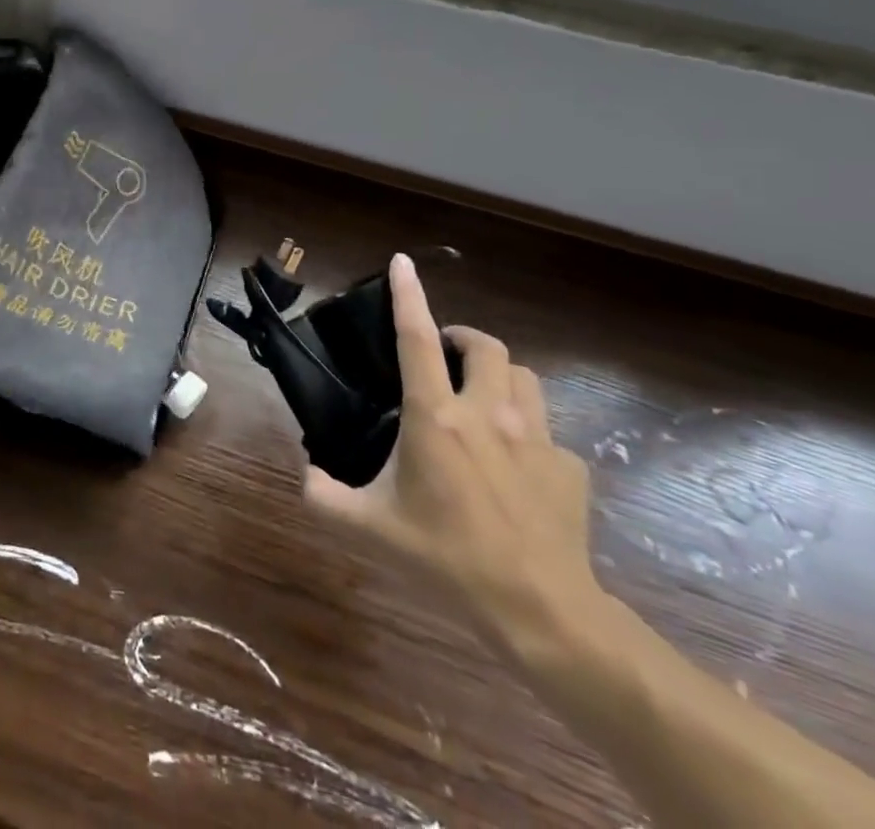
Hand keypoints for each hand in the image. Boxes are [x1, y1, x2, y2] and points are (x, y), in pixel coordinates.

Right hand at [303, 253, 599, 657]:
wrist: (540, 611)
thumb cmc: (446, 559)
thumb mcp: (371, 530)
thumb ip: (324, 498)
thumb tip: (304, 476)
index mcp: (436, 417)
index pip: (416, 339)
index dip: (408, 295)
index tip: (401, 262)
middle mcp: (488, 413)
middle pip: (485, 346)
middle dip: (463, 338)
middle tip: (444, 355)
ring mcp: (537, 438)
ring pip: (524, 377)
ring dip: (500, 375)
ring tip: (483, 397)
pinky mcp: (570, 467)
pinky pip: (549, 432)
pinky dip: (529, 433)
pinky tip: (517, 466)